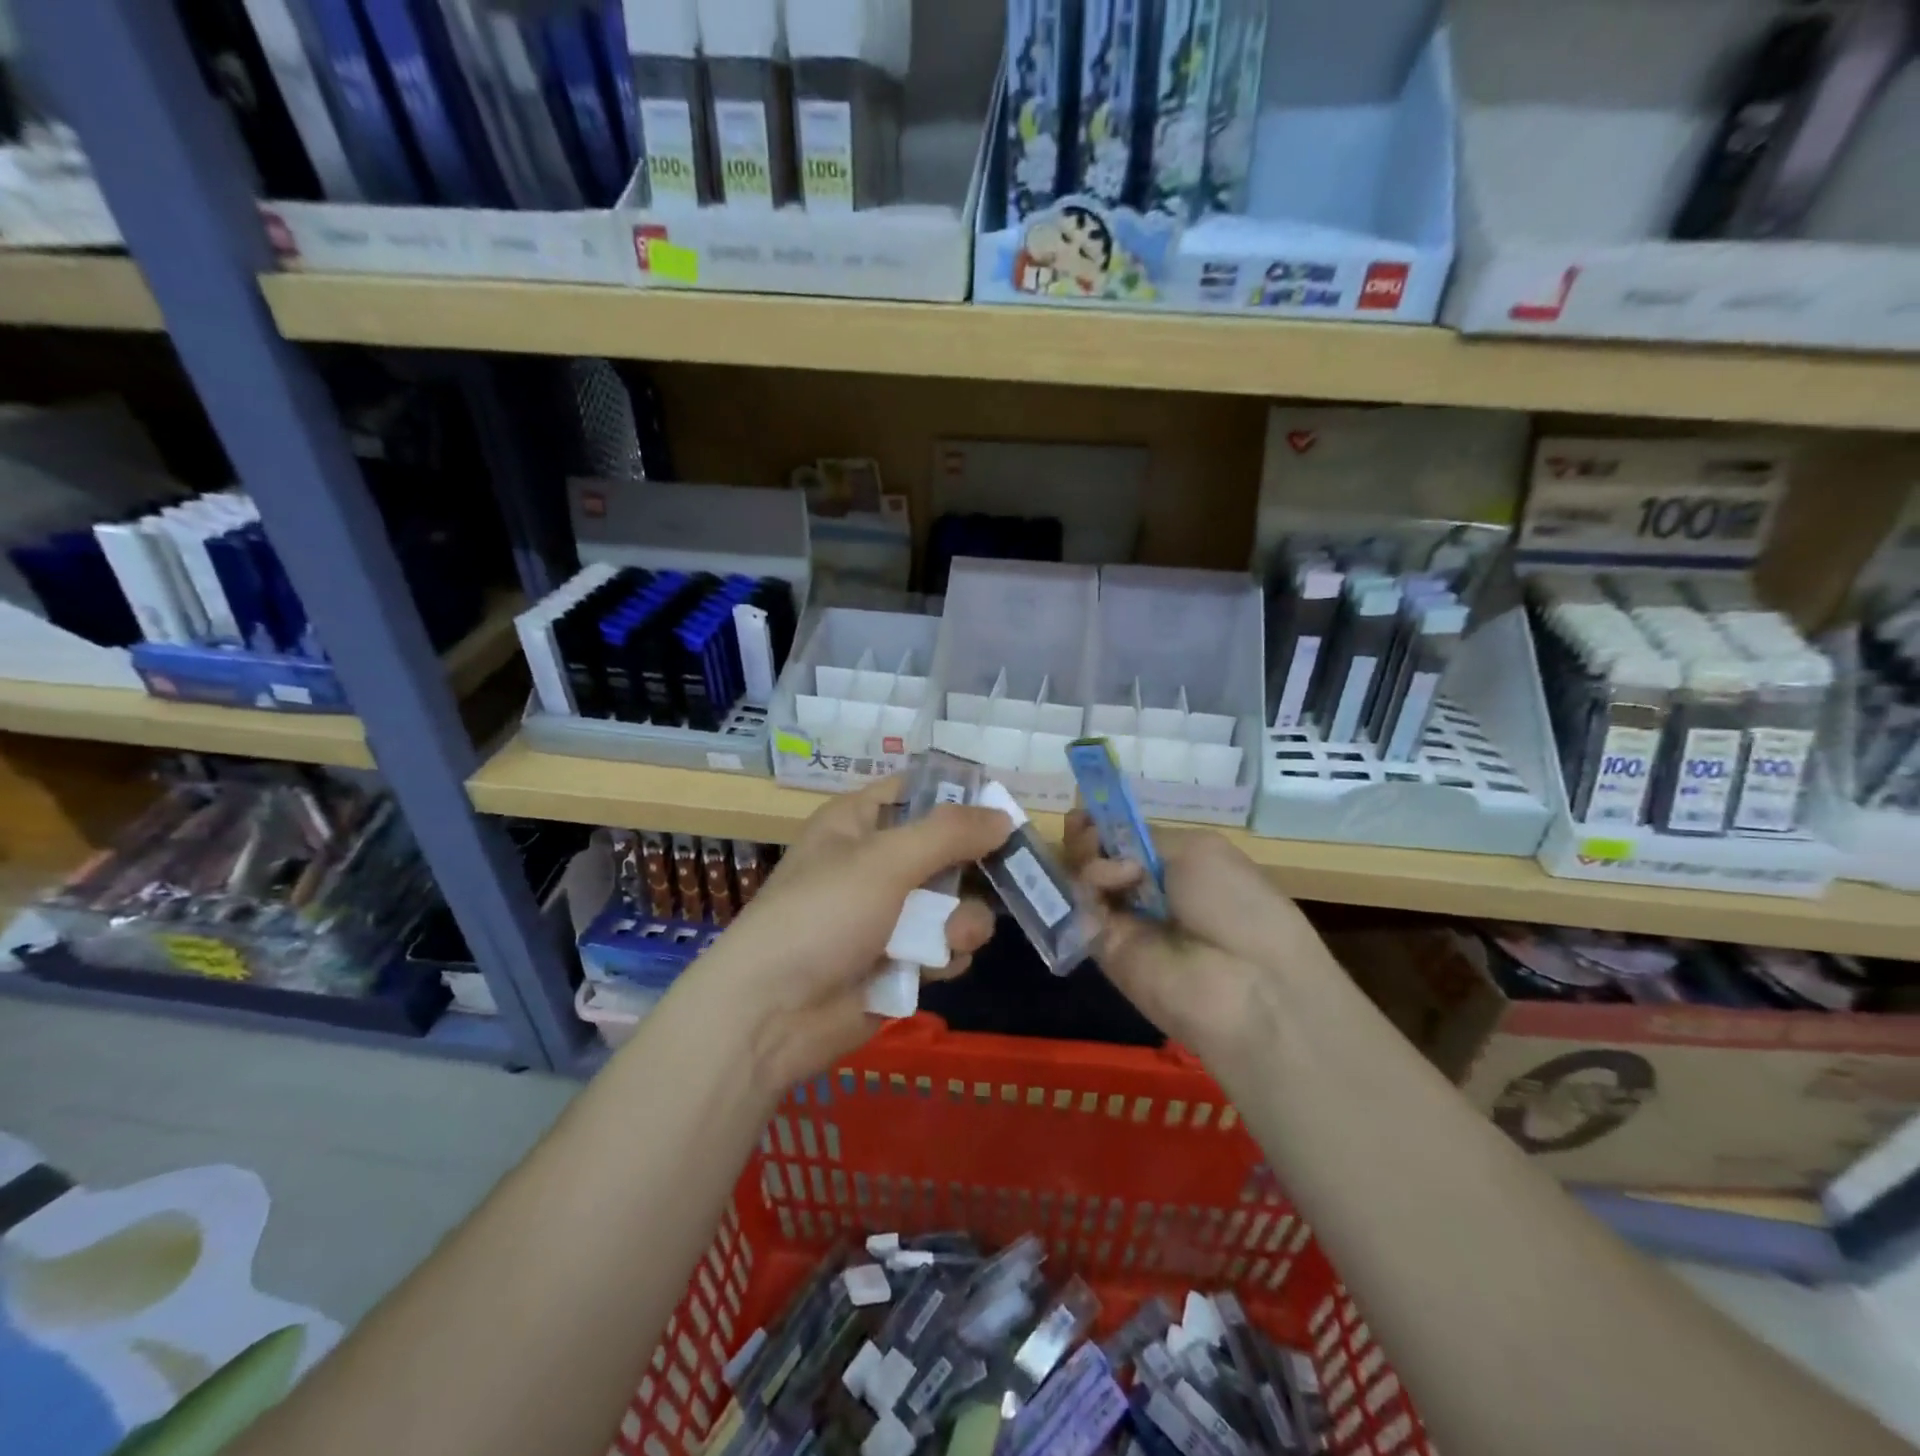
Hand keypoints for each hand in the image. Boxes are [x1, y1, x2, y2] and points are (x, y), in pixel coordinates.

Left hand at [694, 778, 1013, 1092]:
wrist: (772, 1014)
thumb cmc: (823, 915)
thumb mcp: (886, 860)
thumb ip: (949, 833)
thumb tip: (1004, 815)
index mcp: (858, 823)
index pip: (918, 791)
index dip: (961, 796)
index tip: (1005, 808)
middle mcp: (875, 863)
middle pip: (946, 850)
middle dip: (974, 866)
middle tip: (1013, 873)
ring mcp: (888, 915)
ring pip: (953, 903)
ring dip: (962, 920)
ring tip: (950, 937)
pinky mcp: (898, 961)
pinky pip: (944, 946)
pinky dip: (945, 954)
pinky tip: (934, 966)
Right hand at [1065, 812, 1338, 1063]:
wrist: (1246, 981)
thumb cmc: (1236, 904)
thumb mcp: (1198, 851)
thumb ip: (1143, 841)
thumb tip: (1110, 853)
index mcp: (1176, 866)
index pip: (1125, 839)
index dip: (1103, 823)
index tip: (1087, 811)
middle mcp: (1145, 891)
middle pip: (1097, 856)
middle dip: (1086, 835)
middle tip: (1082, 827)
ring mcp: (1121, 920)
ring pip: (1083, 879)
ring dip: (1085, 857)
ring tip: (1097, 854)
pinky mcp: (1102, 947)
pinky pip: (1080, 909)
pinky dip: (1086, 886)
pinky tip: (1106, 882)